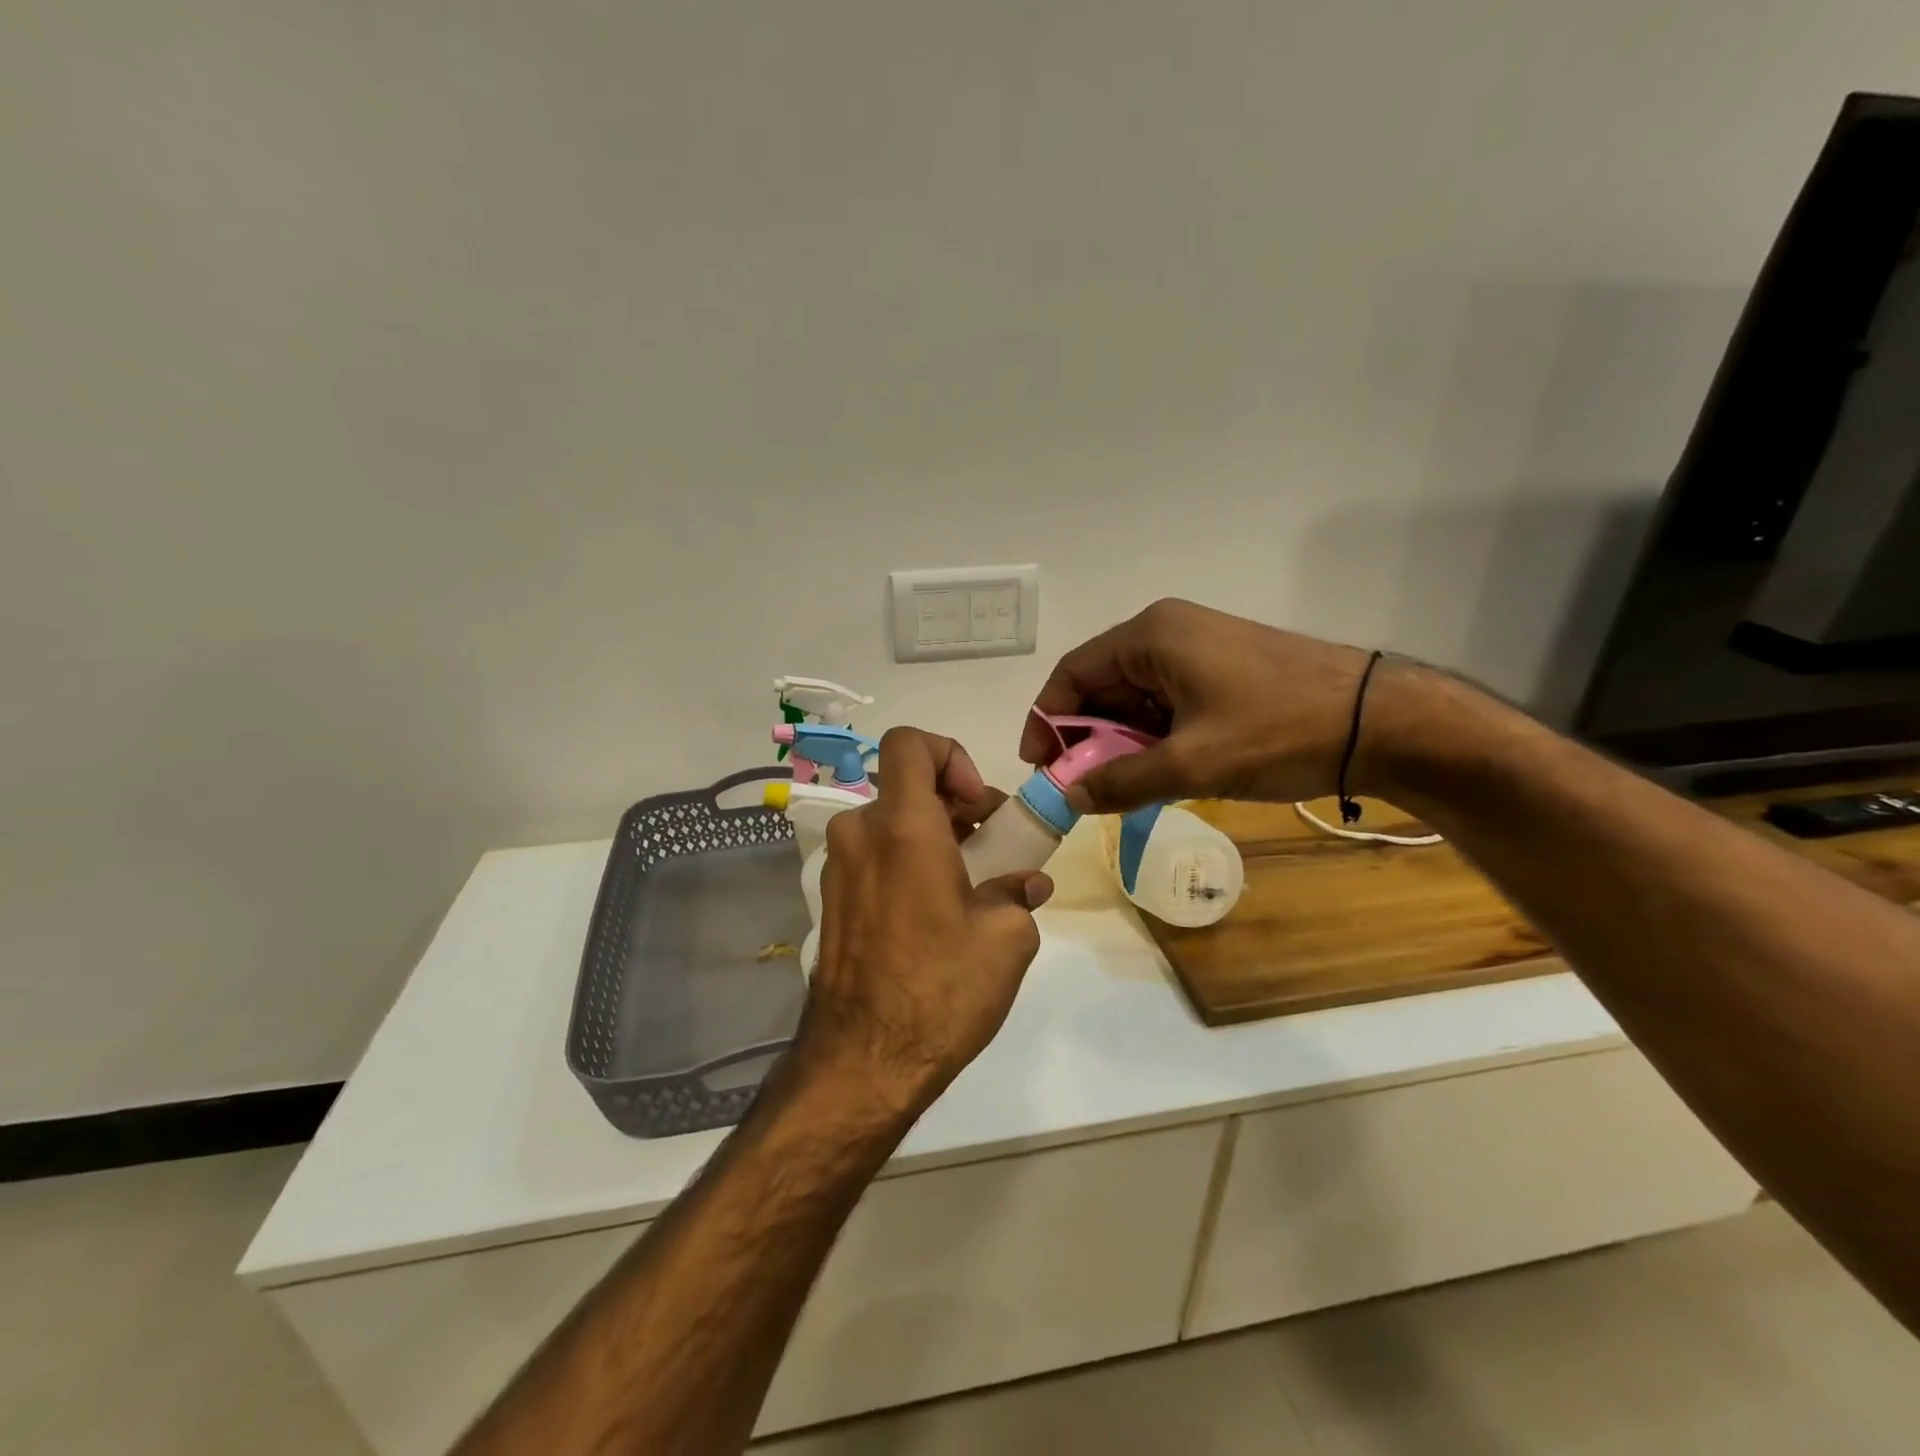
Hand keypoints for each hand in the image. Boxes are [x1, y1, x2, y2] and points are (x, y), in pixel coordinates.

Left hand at [798, 728, 1053, 1115]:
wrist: (863, 1061)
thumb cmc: (940, 989)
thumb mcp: (1005, 938)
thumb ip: (1018, 893)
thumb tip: (1027, 884)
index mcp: (902, 827)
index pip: (910, 743)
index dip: (950, 756)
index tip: (977, 804)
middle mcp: (860, 835)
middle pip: (906, 787)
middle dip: (954, 804)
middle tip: (991, 847)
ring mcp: (838, 870)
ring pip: (891, 824)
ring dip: (932, 837)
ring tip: (970, 885)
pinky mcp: (831, 902)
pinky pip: (874, 858)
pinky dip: (907, 863)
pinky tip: (935, 914)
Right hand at [1023, 598, 1374, 812]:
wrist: (1383, 723)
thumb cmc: (1279, 732)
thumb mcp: (1191, 764)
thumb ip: (1121, 781)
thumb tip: (1070, 797)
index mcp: (1151, 637)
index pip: (1073, 672)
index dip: (1047, 719)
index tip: (1040, 766)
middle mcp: (1168, 634)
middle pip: (1102, 685)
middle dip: (1087, 738)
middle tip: (1081, 787)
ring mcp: (1199, 650)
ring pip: (1136, 699)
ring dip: (1121, 743)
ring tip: (1123, 788)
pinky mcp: (1224, 672)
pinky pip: (1168, 703)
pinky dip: (1154, 738)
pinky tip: (1161, 772)